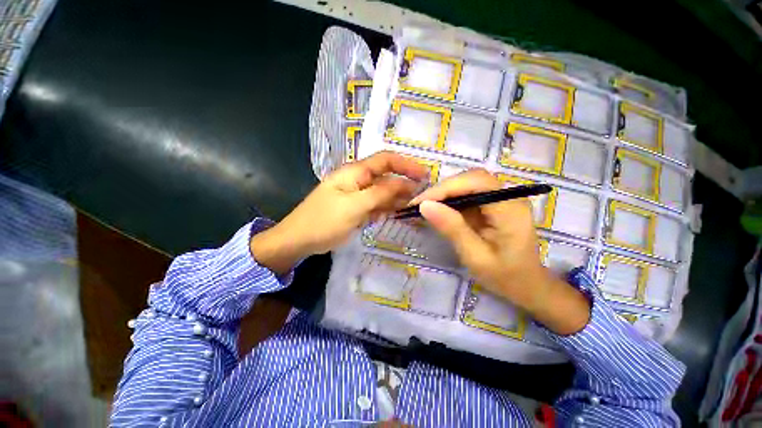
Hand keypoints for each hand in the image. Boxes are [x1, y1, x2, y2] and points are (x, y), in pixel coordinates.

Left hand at [250, 151, 426, 274]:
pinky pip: (376, 205)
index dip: (406, 165)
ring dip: (396, 199)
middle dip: (404, 185)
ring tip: (411, 208)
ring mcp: (357, 195)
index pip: (385, 160)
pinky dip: (385, 209)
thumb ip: (380, 193)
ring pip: (382, 193)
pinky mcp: (356, 208)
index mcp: (355, 172)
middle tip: (421, 197)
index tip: (424, 175)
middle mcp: (358, 180)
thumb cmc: (324, 221)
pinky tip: (393, 215)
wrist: (299, 240)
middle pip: (386, 178)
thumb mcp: (354, 206)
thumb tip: (405, 184)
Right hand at [412, 169, 590, 334]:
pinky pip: (468, 193)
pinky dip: (450, 199)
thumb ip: (452, 229)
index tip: (419, 203)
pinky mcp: (493, 203)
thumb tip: (424, 206)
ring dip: (444, 193)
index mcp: (510, 209)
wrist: (527, 285)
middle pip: (471, 179)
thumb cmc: (505, 276)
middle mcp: (509, 196)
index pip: (475, 183)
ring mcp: (502, 198)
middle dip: (442, 190)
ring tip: (424, 207)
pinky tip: (438, 209)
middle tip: (419, 205)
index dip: (445, 188)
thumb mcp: (475, 256)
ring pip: (467, 183)